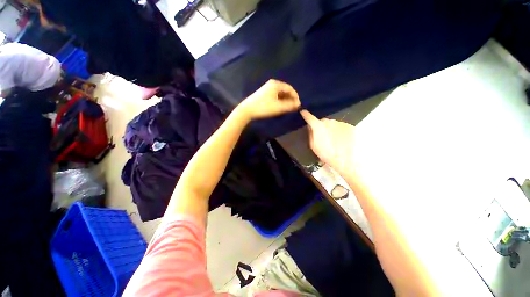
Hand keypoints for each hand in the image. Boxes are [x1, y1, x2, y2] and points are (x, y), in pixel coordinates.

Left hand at [237, 80, 300, 120]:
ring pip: (280, 94)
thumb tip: (299, 104)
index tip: (298, 105)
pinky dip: (279, 101)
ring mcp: (267, 88)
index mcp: (276, 84)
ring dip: (285, 101)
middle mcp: (272, 84)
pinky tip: (280, 107)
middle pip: (285, 91)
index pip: (290, 89)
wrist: (247, 110)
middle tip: (293, 108)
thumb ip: (290, 105)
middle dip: (290, 99)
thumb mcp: (279, 107)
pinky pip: (275, 96)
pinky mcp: (264, 94)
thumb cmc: (264, 107)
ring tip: (288, 109)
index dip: (295, 97)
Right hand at [300, 110, 356, 174]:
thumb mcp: (313, 146)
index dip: (305, 114)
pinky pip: (341, 127)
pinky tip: (341, 140)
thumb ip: (311, 134)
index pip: (310, 117)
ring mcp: (341, 123)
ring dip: (331, 129)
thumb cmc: (326, 154)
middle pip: (323, 121)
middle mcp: (330, 121)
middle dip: (321, 126)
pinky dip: (339, 131)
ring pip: (333, 124)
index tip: (303, 111)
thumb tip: (310, 127)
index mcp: (319, 126)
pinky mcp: (350, 126)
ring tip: (333, 140)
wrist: (345, 160)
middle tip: (322, 136)